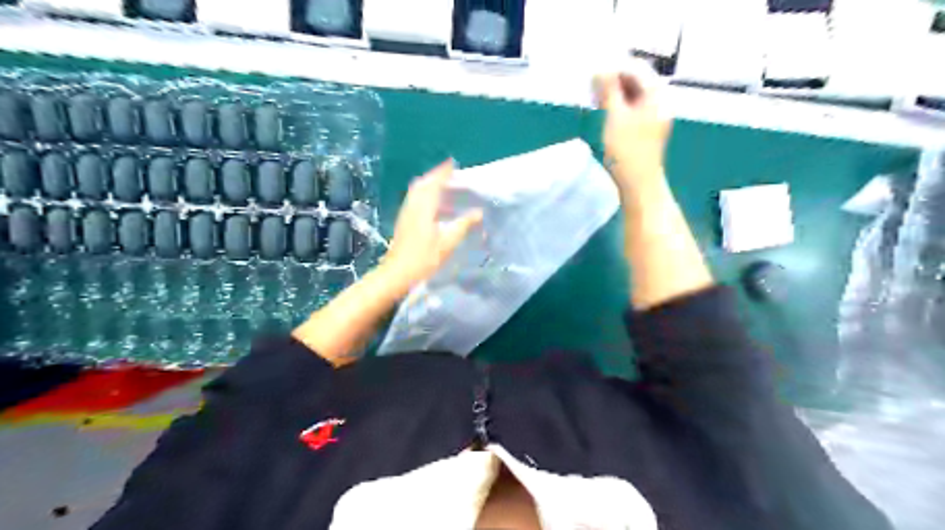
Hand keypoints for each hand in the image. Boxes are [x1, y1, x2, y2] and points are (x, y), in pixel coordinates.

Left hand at [381, 160, 482, 289]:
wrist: (396, 274)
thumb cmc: (423, 258)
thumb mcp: (447, 243)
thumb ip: (463, 225)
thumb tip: (478, 212)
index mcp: (423, 207)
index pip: (434, 183)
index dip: (444, 172)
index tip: (454, 163)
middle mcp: (412, 205)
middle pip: (422, 184)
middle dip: (436, 176)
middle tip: (450, 174)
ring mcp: (405, 213)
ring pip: (417, 192)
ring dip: (429, 185)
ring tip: (444, 187)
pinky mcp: (403, 221)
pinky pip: (414, 200)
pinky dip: (425, 195)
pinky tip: (434, 206)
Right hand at [596, 59, 671, 190]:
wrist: (639, 183)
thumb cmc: (626, 151)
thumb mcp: (615, 117)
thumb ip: (608, 90)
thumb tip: (600, 67)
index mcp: (657, 94)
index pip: (636, 67)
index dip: (614, 66)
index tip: (592, 74)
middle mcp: (661, 100)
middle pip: (637, 79)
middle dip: (614, 79)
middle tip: (592, 87)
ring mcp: (656, 114)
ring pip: (635, 93)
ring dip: (615, 92)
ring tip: (596, 98)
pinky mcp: (648, 126)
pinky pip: (634, 106)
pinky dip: (620, 104)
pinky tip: (606, 110)